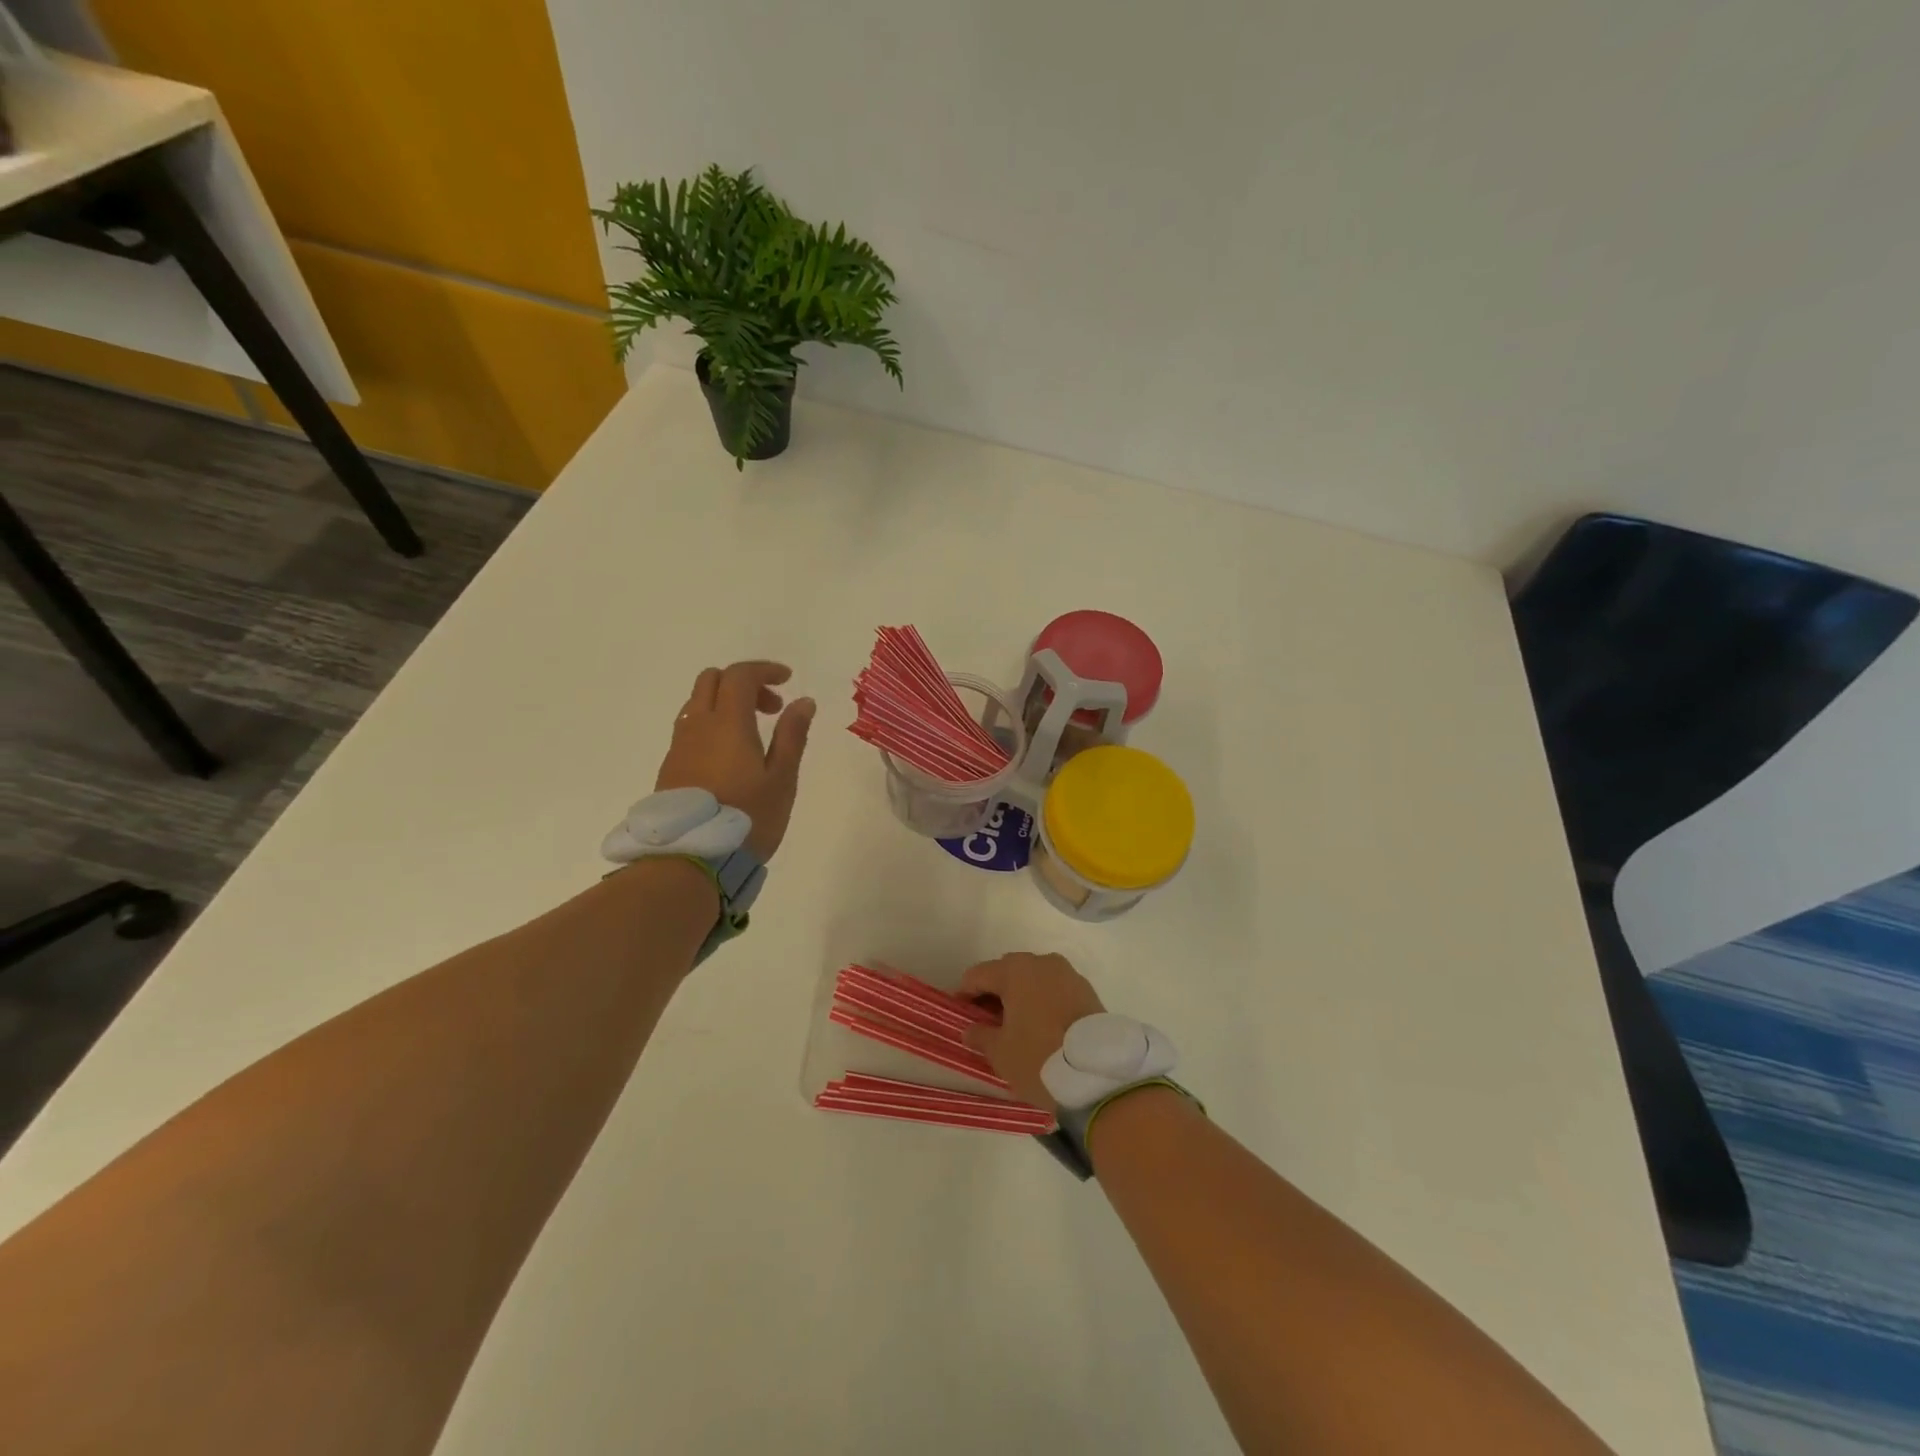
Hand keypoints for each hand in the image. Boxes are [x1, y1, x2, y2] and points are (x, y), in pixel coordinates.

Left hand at [655, 661, 815, 861]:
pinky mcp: (670, 767)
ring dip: (725, 703)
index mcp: (728, 723)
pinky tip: (729, 755)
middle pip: (712, 681)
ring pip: (697, 703)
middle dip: (744, 683)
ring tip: (753, 734)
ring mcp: (679, 746)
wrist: (691, 859)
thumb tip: (803, 701)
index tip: (787, 681)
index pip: (740, 676)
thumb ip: (792, 735)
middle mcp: (698, 726)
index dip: (765, 670)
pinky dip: (712, 725)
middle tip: (771, 708)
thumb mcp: (782, 778)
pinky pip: (690, 728)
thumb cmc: (747, 818)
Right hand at [958, 953, 1104, 1107]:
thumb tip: (971, 1029)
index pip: (978, 975)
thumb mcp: (1000, 1053)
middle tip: (987, 1020)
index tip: (959, 1013)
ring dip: (1021, 995)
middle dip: (994, 992)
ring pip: (1034, 979)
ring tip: (1017, 1024)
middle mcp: (1042, 963)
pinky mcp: (1087, 990)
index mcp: (1015, 970)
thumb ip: (980, 1035)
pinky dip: (1044, 1001)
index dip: (965, 993)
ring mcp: (1068, 974)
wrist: (1098, 1073)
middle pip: (1008, 971)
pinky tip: (1042, 1026)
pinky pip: (1055, 989)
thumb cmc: (1039, 1057)